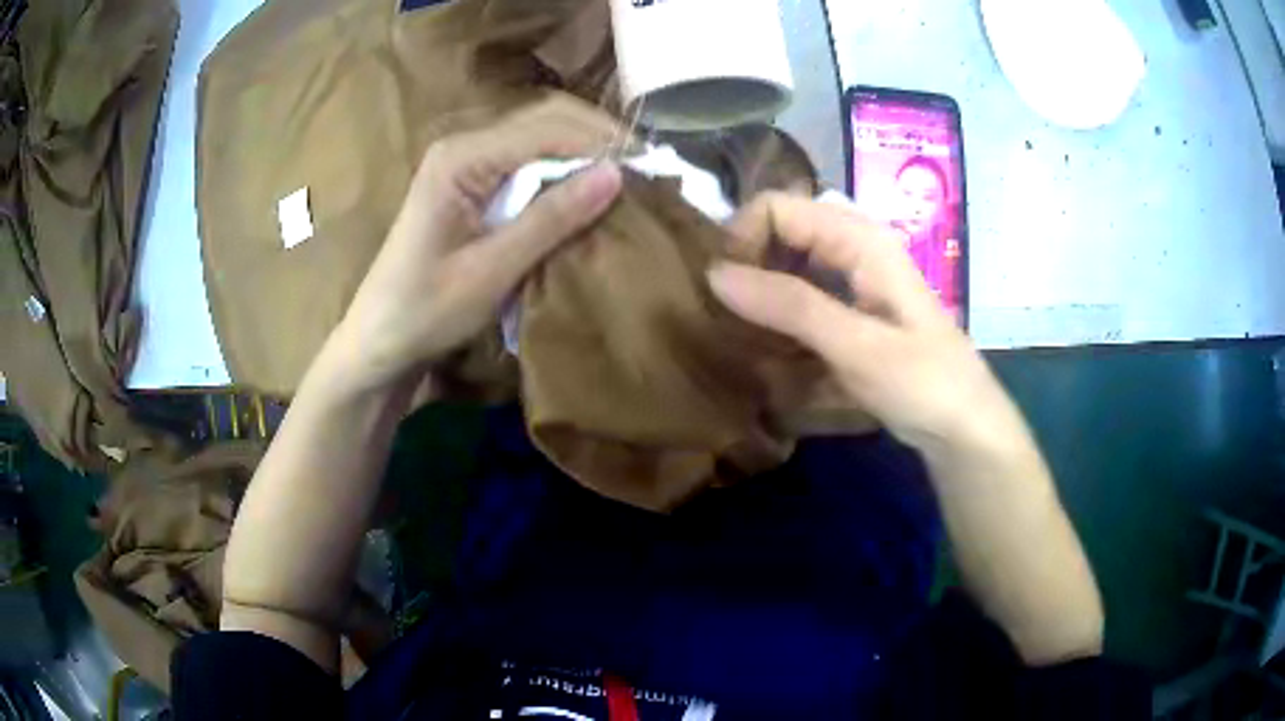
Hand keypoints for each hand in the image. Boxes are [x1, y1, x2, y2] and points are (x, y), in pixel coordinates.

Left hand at [333, 96, 624, 391]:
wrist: (380, 339)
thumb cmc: (426, 311)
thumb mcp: (491, 269)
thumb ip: (551, 218)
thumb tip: (616, 175)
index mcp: (460, 158)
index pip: (545, 128)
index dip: (600, 142)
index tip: (650, 166)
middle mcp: (464, 145)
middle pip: (544, 119)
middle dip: (598, 137)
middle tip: (648, 168)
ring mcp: (466, 160)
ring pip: (540, 134)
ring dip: (585, 149)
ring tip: (629, 176)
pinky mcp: (471, 180)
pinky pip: (527, 159)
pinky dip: (564, 168)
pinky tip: (589, 188)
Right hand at [708, 193, 1024, 457]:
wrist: (964, 429)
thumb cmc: (923, 383)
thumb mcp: (858, 345)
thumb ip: (790, 307)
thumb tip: (714, 273)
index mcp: (859, 239)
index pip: (776, 208)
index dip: (742, 240)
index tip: (723, 294)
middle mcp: (853, 249)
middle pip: (779, 235)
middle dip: (748, 269)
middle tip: (728, 319)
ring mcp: (852, 282)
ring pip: (787, 269)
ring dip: (761, 299)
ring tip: (744, 340)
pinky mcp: (851, 314)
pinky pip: (801, 302)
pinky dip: (780, 322)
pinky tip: (771, 356)